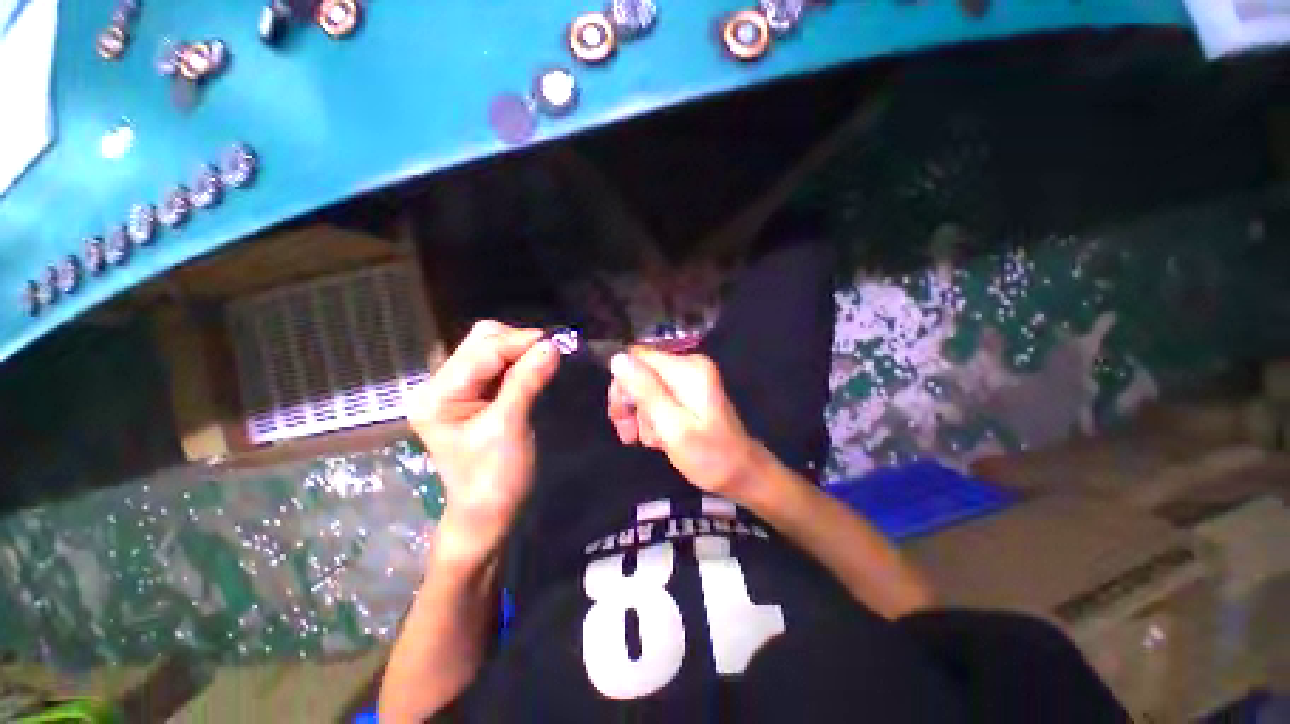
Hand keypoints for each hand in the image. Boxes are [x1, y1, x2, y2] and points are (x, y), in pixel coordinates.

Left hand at [408, 320, 559, 561]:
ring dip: (520, 351)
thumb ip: (526, 382)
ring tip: (544, 361)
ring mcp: (457, 388)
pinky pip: (498, 364)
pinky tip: (534, 369)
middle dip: (518, 342)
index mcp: (437, 395)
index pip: (481, 351)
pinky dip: (519, 362)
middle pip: (481, 341)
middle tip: (549, 354)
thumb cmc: (493, 477)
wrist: (488, 513)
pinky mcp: (474, 394)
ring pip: (491, 348)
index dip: (519, 342)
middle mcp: (441, 384)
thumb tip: (551, 346)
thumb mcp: (509, 427)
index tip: (556, 344)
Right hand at [607, 348, 759, 499]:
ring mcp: (688, 379)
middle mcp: (688, 365)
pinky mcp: (687, 392)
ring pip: (645, 388)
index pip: (637, 358)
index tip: (621, 417)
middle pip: (640, 372)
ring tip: (654, 441)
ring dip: (642, 416)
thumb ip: (645, 391)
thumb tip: (618, 358)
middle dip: (630, 403)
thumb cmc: (708, 456)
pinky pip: (657, 397)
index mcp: (687, 368)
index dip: (623, 384)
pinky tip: (660, 438)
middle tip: (629, 435)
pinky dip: (653, 418)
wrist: (741, 474)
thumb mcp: (672, 426)